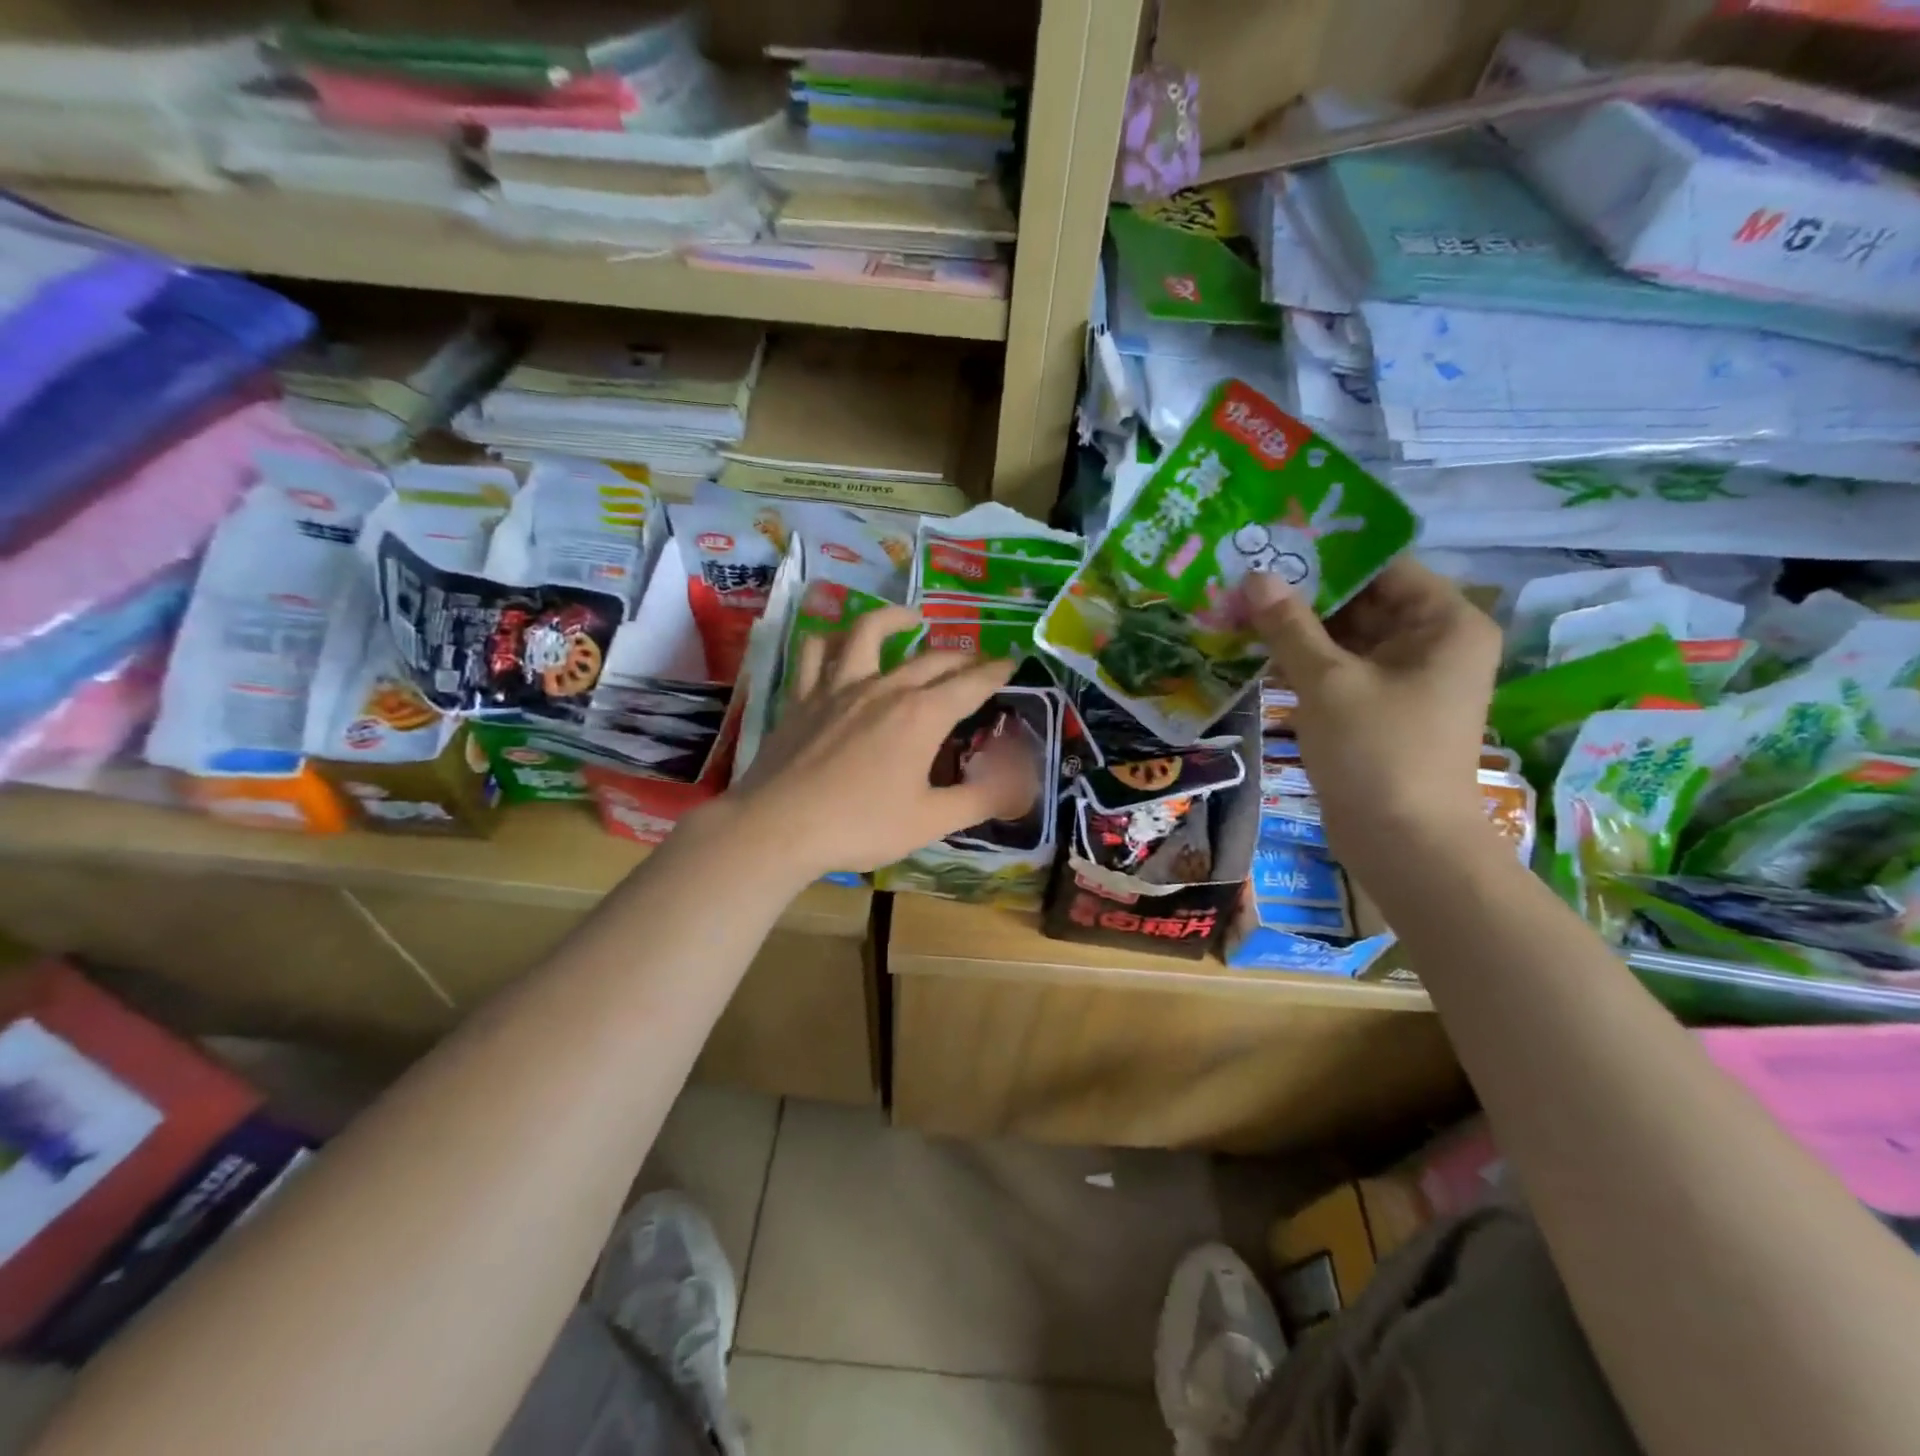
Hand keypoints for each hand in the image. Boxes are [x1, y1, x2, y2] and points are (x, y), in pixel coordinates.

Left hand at [726, 606, 1038, 877]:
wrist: (779, 827)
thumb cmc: (861, 826)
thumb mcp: (931, 821)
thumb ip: (982, 798)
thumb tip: (1024, 784)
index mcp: (922, 715)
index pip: (971, 684)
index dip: (996, 672)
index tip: (1012, 662)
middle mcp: (884, 688)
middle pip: (931, 659)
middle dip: (961, 657)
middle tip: (977, 661)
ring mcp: (839, 686)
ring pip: (868, 633)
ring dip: (895, 619)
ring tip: (912, 619)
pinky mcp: (803, 695)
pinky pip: (815, 652)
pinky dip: (829, 639)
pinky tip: (837, 642)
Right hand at [1244, 558, 1499, 859]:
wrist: (1403, 843)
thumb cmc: (1376, 751)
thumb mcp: (1327, 681)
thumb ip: (1289, 625)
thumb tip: (1255, 576)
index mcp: (1444, 622)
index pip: (1383, 566)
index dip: (1328, 554)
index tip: (1272, 545)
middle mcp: (1433, 642)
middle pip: (1364, 600)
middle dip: (1305, 593)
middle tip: (1245, 576)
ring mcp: (1407, 678)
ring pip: (1348, 636)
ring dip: (1299, 628)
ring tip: (1240, 607)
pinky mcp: (1381, 708)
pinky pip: (1342, 668)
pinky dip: (1305, 661)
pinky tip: (1257, 650)